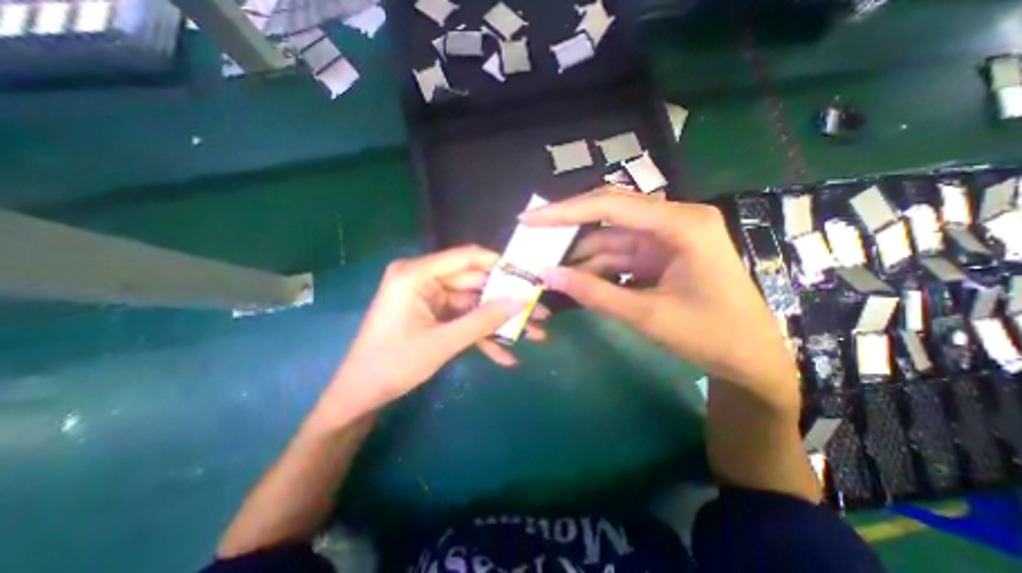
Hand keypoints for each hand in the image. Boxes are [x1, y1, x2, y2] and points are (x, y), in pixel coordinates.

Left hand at [324, 245, 549, 417]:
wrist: (361, 394)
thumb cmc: (392, 365)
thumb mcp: (442, 343)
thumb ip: (483, 320)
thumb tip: (521, 301)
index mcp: (417, 275)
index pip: (467, 257)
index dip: (501, 265)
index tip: (529, 276)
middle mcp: (424, 279)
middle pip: (476, 284)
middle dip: (507, 301)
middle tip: (539, 313)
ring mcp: (430, 297)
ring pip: (474, 304)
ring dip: (500, 322)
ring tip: (533, 335)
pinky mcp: (434, 314)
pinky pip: (464, 318)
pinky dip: (482, 335)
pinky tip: (505, 356)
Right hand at [520, 187, 796, 402]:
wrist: (751, 358)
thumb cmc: (710, 336)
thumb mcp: (646, 316)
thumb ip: (594, 293)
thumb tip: (547, 275)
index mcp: (681, 225)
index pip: (611, 206)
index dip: (565, 211)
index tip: (530, 219)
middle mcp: (672, 221)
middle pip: (608, 214)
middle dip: (567, 228)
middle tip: (531, 236)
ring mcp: (665, 238)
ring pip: (609, 238)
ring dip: (579, 254)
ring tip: (546, 266)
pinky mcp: (659, 254)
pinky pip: (618, 255)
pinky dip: (595, 267)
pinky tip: (573, 278)